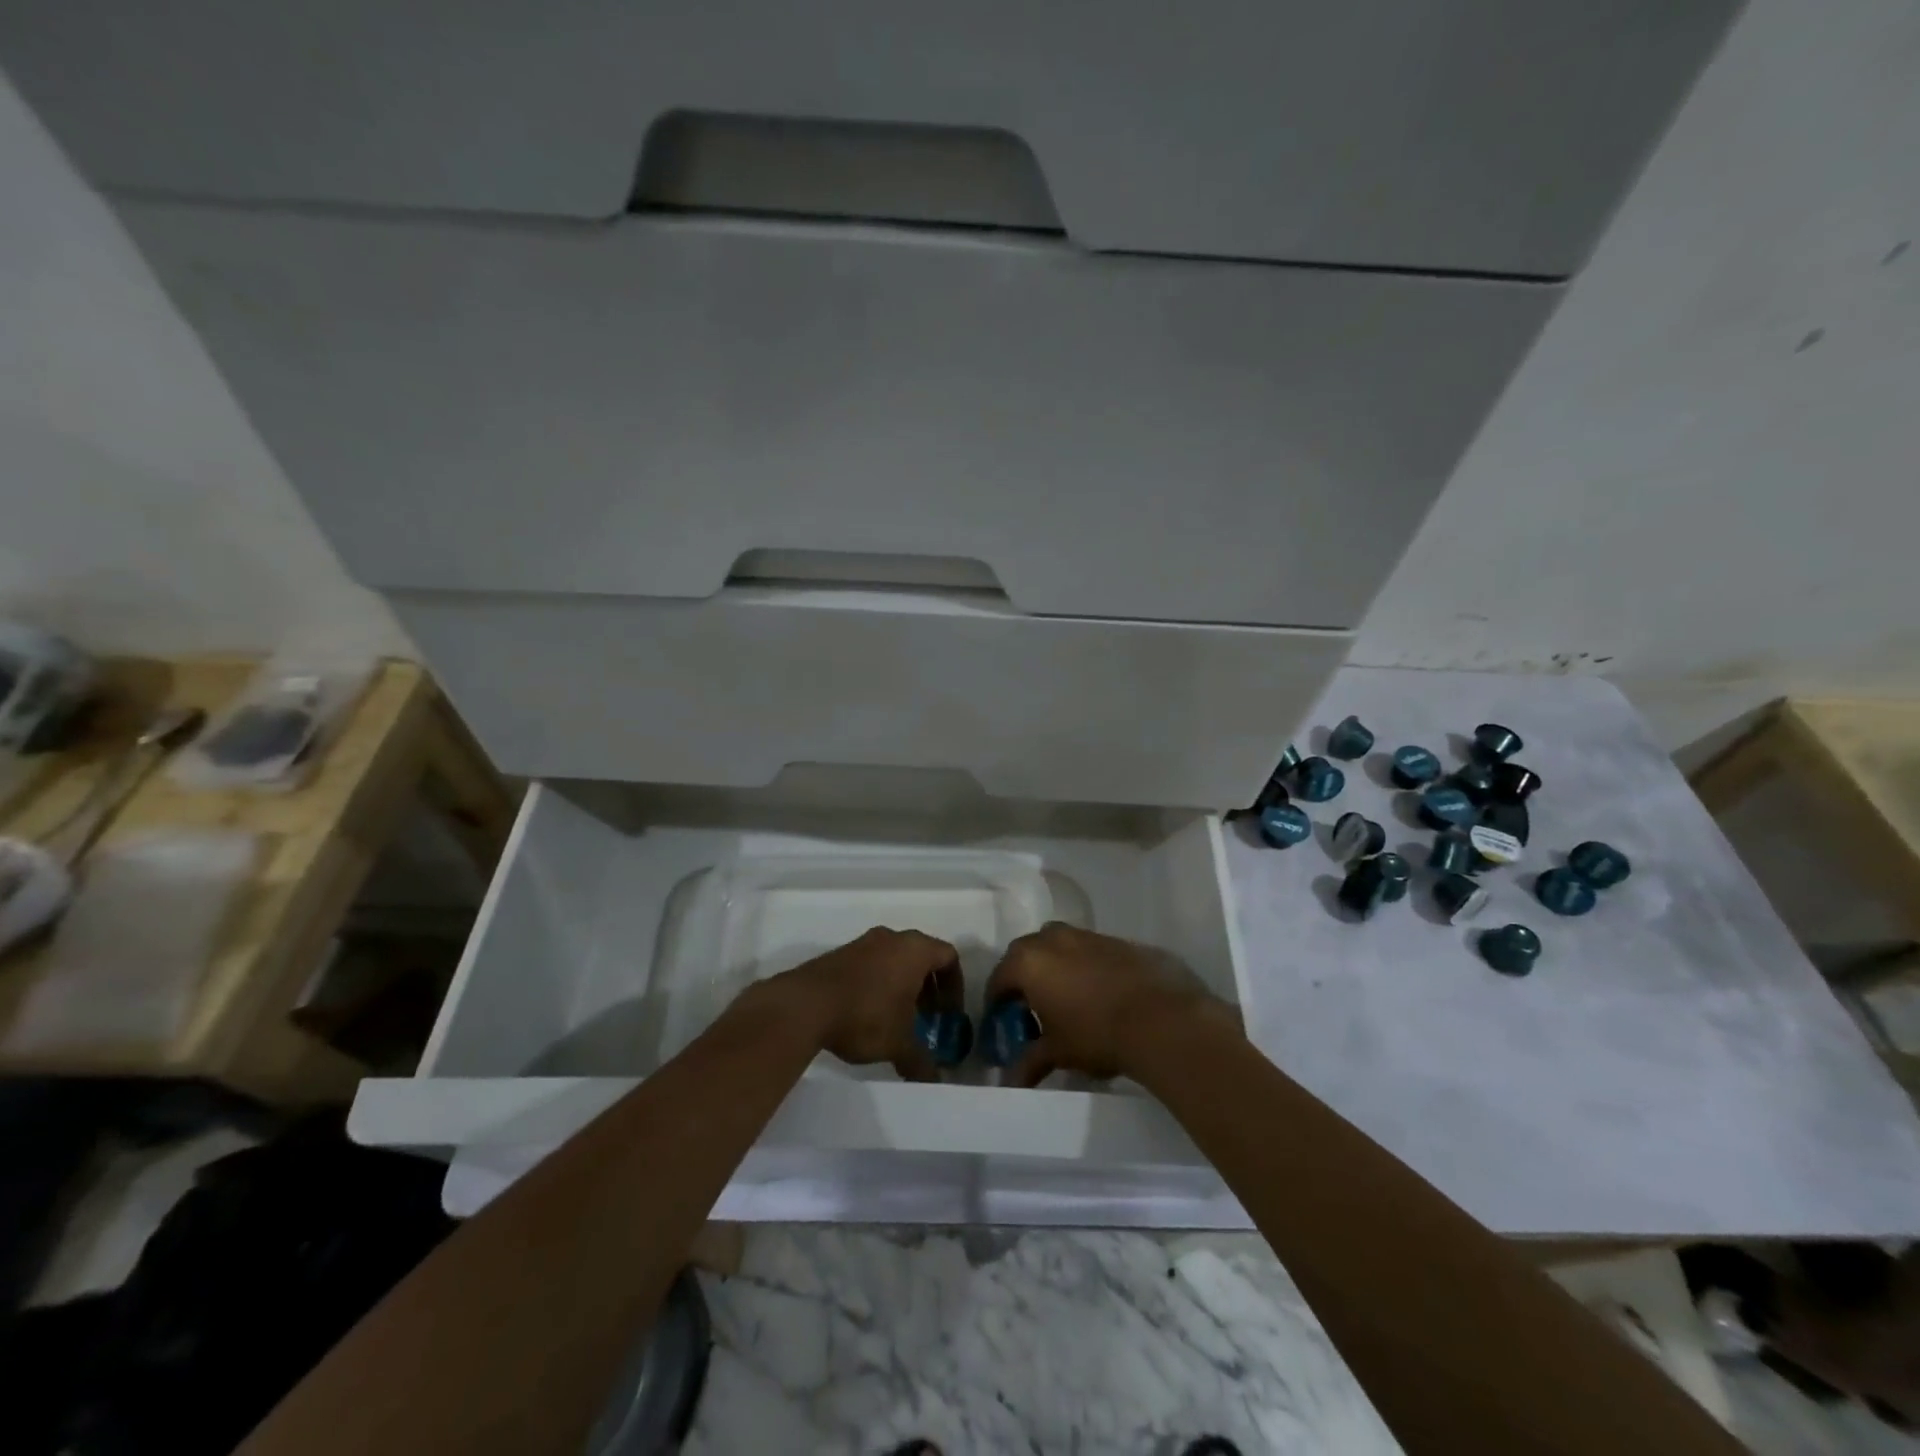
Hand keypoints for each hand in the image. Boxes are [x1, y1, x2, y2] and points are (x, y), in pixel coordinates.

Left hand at [756, 927, 961, 1081]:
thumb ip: (921, 1061)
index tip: (949, 1013)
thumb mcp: (899, 1043)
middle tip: (927, 1016)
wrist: (806, 1004)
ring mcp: (863, 943)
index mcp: (914, 949)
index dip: (955, 985)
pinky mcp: (840, 954)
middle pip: (922, 955)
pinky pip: (871, 963)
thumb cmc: (866, 1015)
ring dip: (902, 984)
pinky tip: (868, 1013)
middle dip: (928, 986)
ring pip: (894, 958)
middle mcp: (892, 938)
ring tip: (897, 1019)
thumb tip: (934, 1080)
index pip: (949, 957)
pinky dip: (878, 983)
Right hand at [985, 923, 1233, 1087]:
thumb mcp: (1058, 1052)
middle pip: (1026, 953)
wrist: (1161, 1018)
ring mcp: (1087, 936)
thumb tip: (1012, 1080)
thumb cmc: (1096, 1034)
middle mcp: (1053, 939)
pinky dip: (1086, 967)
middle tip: (1030, 1005)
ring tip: (1066, 998)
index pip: (1000, 978)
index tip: (1001, 1019)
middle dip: (1024, 976)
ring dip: (1056, 966)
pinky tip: (1099, 993)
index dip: (997, 1000)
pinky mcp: (1118, 940)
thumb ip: (1030, 1061)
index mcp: (1029, 962)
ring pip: (1060, 946)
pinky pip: (1090, 951)